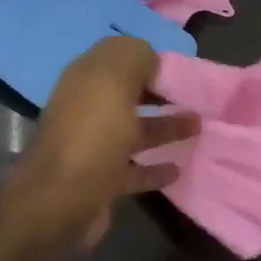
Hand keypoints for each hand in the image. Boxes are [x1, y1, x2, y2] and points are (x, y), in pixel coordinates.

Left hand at [10, 36, 198, 249]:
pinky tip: (178, 168)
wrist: (61, 202)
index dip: (146, 58)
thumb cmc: (92, 134)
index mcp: (84, 80)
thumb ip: (134, 58)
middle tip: (194, 98)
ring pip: (134, 131)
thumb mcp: (114, 80)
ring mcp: (93, 147)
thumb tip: (150, 59)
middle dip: (159, 92)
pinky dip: (155, 168)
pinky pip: (134, 170)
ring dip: (165, 127)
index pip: (117, 57)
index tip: (178, 69)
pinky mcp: (102, 181)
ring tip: (198, 127)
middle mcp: (86, 109)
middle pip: (127, 94)